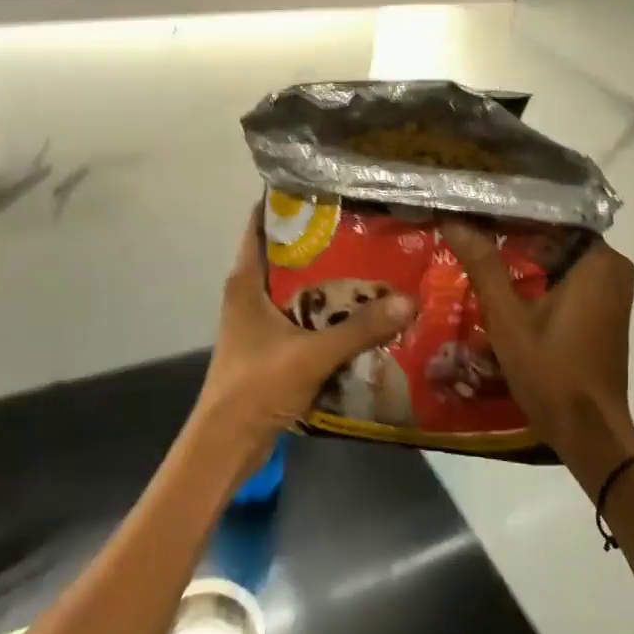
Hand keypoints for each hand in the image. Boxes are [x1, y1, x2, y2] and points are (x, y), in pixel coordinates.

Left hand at [189, 210, 413, 465]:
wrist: (225, 446)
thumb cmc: (256, 386)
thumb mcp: (312, 354)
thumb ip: (359, 330)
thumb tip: (408, 301)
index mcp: (246, 281)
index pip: (261, 225)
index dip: (289, 203)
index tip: (327, 188)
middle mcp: (250, 294)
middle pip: (286, 255)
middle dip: (322, 241)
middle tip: (365, 224)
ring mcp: (258, 322)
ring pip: (297, 288)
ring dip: (328, 279)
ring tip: (372, 262)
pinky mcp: (270, 347)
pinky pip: (302, 317)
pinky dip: (326, 312)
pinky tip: (360, 312)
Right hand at [440, 222, 633, 496]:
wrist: (589, 433)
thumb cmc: (551, 371)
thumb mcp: (508, 317)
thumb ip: (483, 264)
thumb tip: (453, 219)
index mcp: (598, 260)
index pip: (549, 215)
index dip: (508, 209)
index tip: (474, 205)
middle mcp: (612, 266)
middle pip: (554, 235)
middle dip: (513, 232)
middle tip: (469, 224)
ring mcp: (611, 289)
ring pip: (559, 256)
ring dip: (523, 255)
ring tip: (477, 245)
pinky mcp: (604, 309)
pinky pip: (567, 276)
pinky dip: (538, 275)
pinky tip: (501, 278)